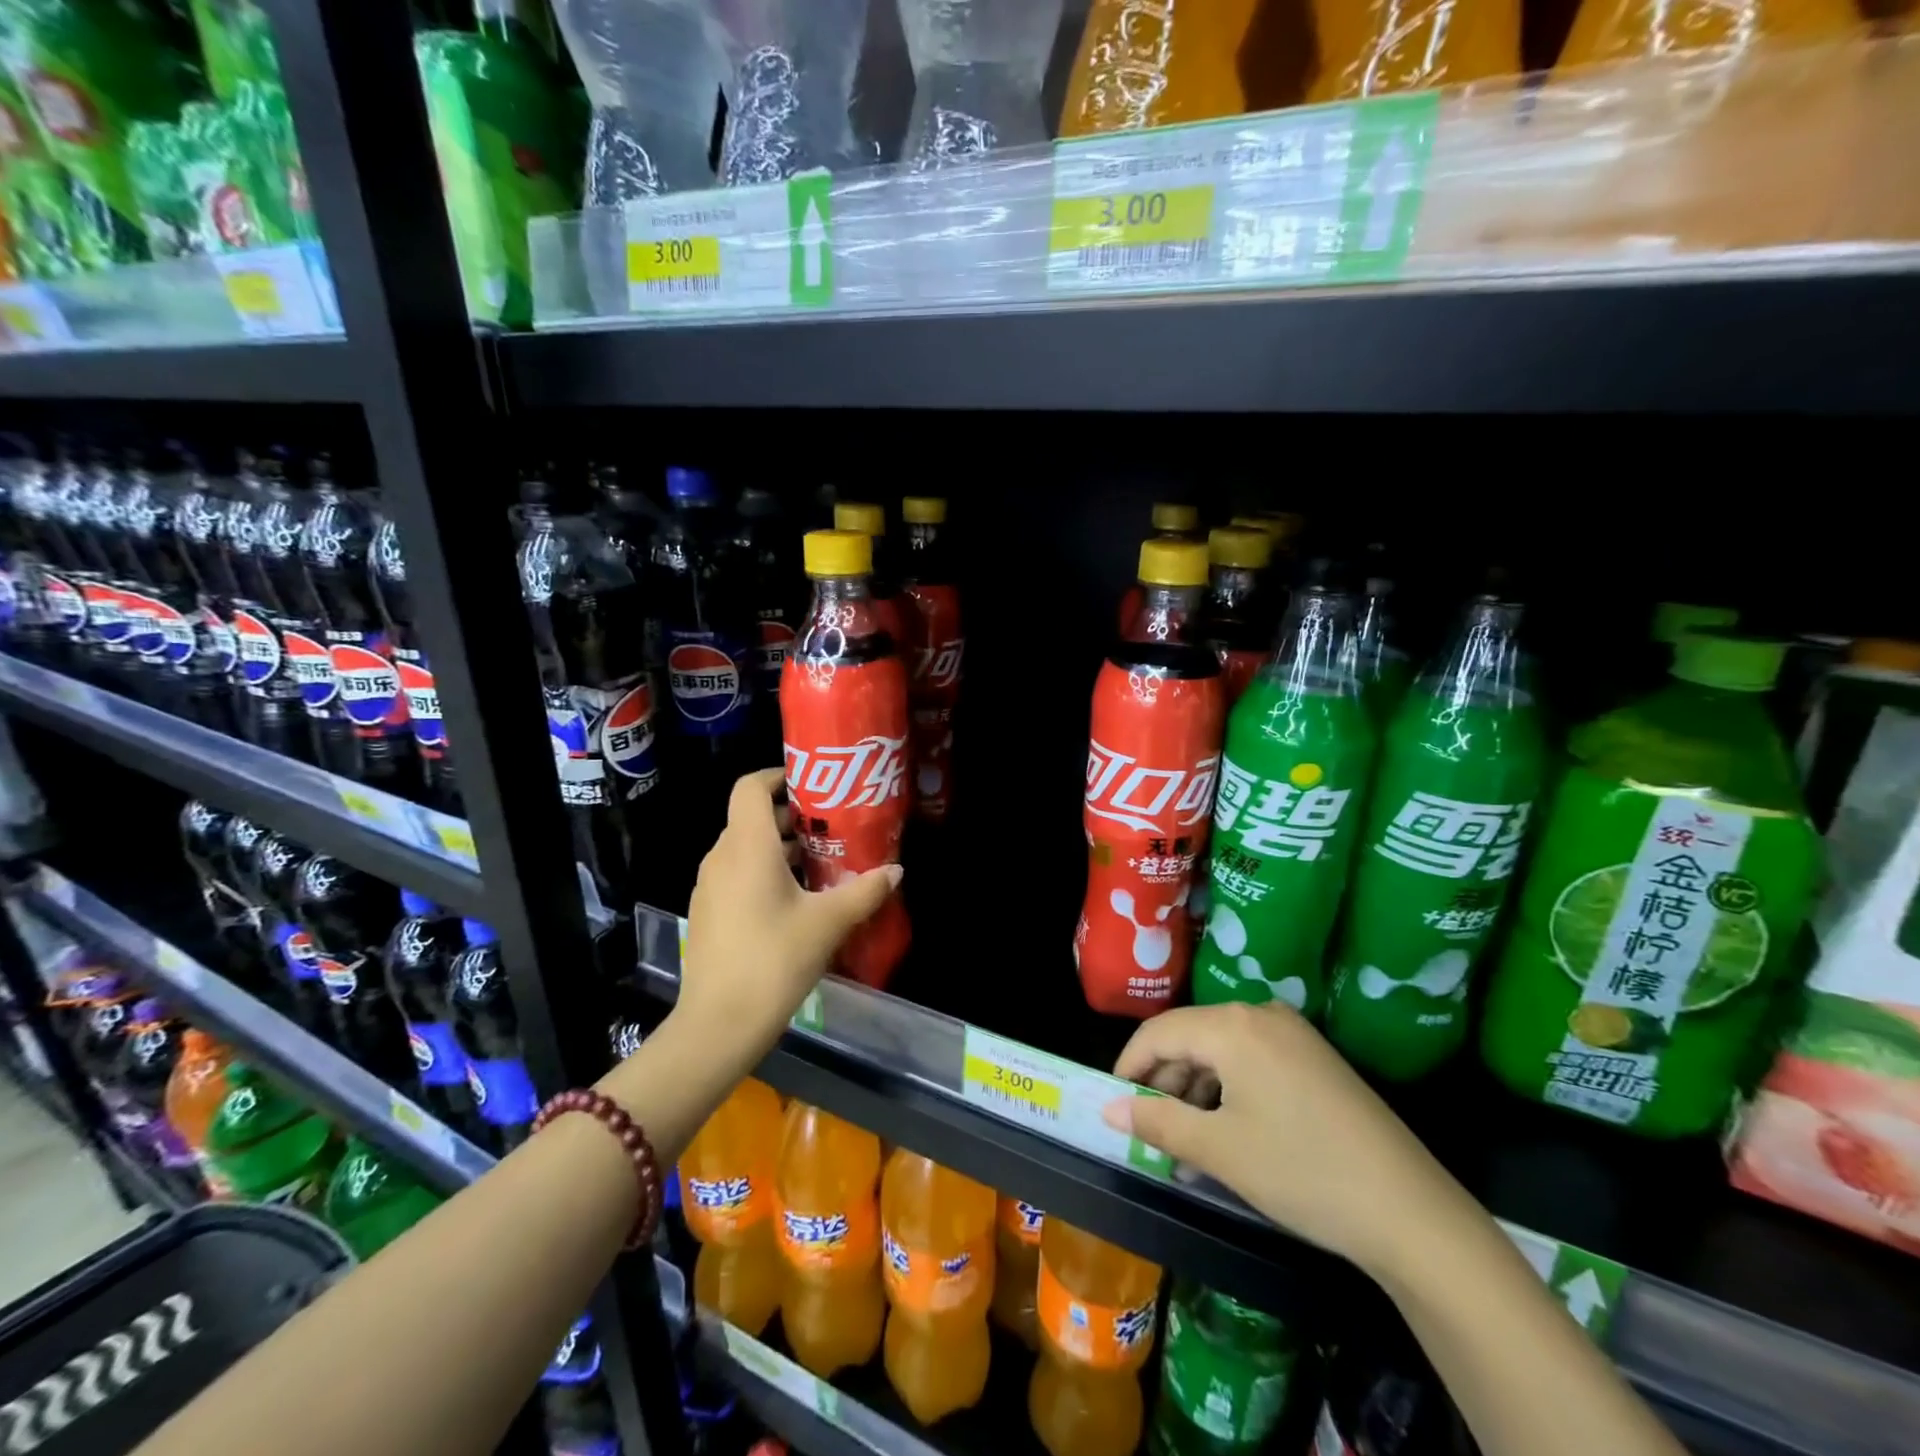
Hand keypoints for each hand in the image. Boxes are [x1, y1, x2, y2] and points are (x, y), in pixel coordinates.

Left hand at [674, 768, 901, 1057]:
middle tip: (833, 827)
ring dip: (781, 848)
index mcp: (747, 846)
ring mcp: (710, 887)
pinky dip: (765, 873)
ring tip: (823, 864)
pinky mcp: (708, 913)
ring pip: (745, 848)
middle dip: (793, 816)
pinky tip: (796, 901)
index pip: (751, 787)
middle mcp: (722, 857)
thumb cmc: (774, 960)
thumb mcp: (828, 923)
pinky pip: (737, 875)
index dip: (779, 776)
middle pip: (752, 817)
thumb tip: (896, 869)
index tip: (814, 785)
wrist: (718, 1025)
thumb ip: (864, 891)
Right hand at [1102, 1003, 1475, 1277]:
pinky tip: (1226, 1130)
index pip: (1159, 1032)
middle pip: (1191, 1036)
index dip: (1129, 1066)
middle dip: (1164, 1081)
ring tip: (1185, 1140)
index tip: (1113, 1103)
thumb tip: (1109, 1108)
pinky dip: (1228, 1089)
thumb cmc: (1301, 1172)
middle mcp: (1261, 1014)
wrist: (1411, 1212)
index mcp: (1233, 1025)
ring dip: (1196, 1089)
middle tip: (1150, 1129)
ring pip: (1221, 1049)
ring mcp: (1293, 1034)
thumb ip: (1157, 1121)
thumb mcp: (1219, 1150)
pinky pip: (1252, 1060)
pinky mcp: (1315, 1057)